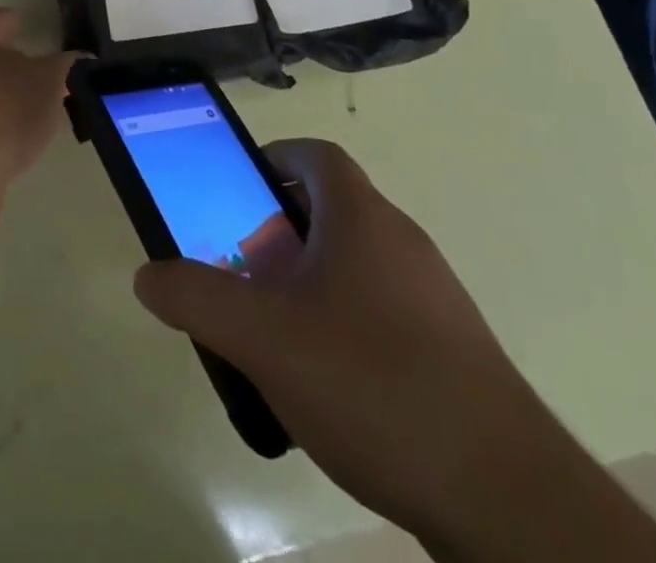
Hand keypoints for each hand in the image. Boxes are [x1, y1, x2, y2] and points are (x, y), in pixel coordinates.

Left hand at [0, 8, 81, 204]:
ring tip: (32, 111)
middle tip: (36, 72)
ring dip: (0, 98)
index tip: (21, 25)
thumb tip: (82, 58)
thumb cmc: (4, 106)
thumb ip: (67, 65)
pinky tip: (14, 142)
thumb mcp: (50, 80)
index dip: (2, 19)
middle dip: (5, 63)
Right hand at [133, 139, 566, 541]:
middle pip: (330, 210)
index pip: (314, 155)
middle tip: (242, 272)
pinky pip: (382, 312)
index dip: (271, 159)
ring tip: (275, 334)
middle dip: (277, 232)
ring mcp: (434, 297)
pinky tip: (327, 385)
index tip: (235, 192)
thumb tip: (148, 274)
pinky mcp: (452, 351)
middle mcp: (402, 241)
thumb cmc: (373, 384)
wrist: (508, 500)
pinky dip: (344, 325)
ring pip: (355, 264)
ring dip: (308, 283)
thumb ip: (197, 298)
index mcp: (362, 217)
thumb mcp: (264, 338)